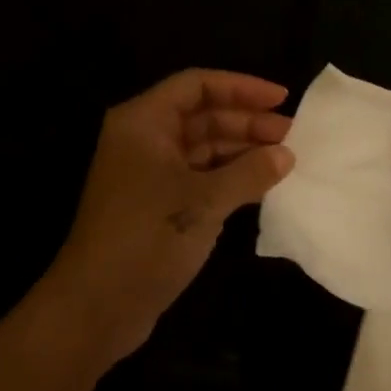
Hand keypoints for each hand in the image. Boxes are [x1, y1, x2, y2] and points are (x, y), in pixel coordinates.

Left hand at [39, 69, 294, 369]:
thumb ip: (249, 172)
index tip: (282, 98)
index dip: (241, 87)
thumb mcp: (204, 201)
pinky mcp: (157, 203)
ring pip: (203, 147)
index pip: (197, 85)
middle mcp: (144, 139)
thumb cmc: (147, 237)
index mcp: (144, 121)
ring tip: (286, 160)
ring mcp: (149, 172)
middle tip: (294, 135)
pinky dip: (229, 176)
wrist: (97, 306)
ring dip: (241, 150)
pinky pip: (199, 176)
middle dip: (247, 122)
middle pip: (202, 115)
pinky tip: (262, 184)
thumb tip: (286, 154)